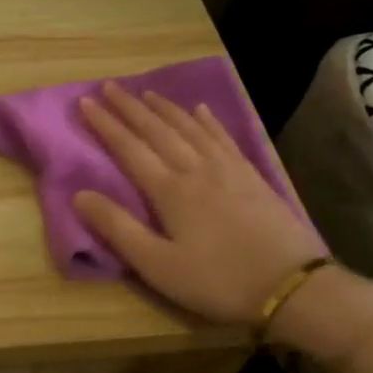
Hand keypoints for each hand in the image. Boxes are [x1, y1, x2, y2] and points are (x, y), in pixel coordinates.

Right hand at [72, 83, 326, 328]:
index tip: (85, 101)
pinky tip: (202, 110)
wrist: (292, 285)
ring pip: (190, 127)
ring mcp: (228, 169)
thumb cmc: (217, 280)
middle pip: (158, 130)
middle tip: (110, 86)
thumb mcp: (157, 265)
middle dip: (130, 107)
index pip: (129, 148)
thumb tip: (80, 194)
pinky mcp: (252, 176)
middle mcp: (196, 169)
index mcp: (169, 190)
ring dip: (165, 108)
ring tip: (146, 93)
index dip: (106, 124)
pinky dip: (208, 121)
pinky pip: (223, 138)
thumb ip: (118, 228)